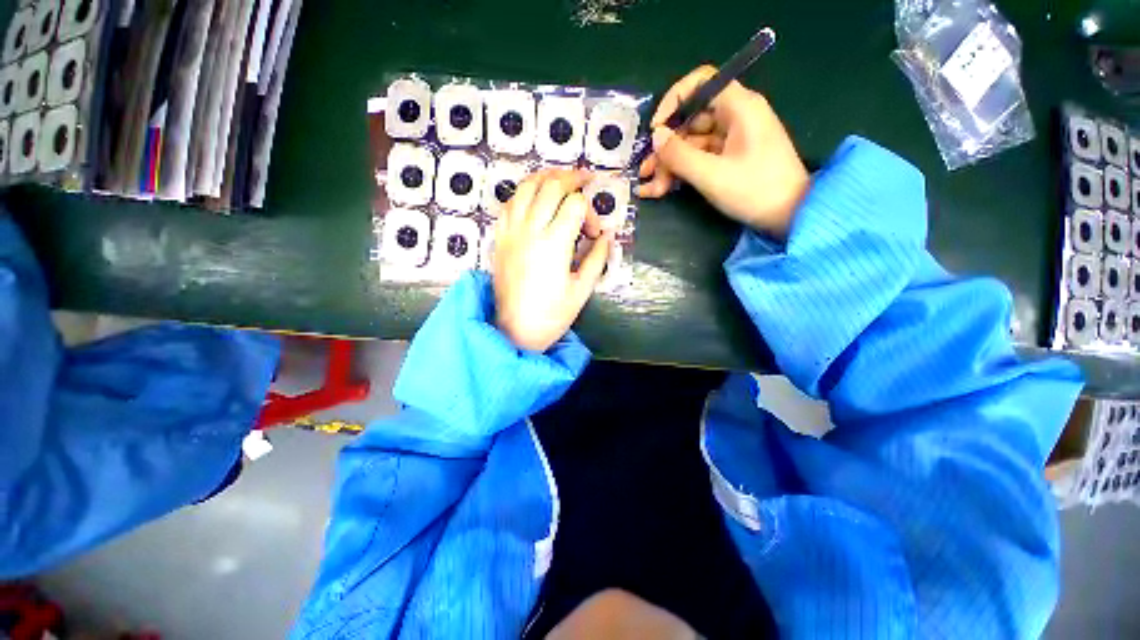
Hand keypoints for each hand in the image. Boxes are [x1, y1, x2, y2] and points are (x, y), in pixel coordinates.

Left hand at [494, 169, 611, 351]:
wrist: (514, 330)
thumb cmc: (552, 315)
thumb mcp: (582, 289)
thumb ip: (597, 258)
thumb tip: (608, 235)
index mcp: (554, 244)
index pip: (575, 204)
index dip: (591, 211)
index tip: (594, 233)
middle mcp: (531, 230)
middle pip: (551, 185)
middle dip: (572, 178)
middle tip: (585, 181)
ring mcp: (511, 232)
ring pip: (526, 187)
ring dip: (546, 177)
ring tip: (561, 180)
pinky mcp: (500, 238)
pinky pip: (508, 203)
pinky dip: (523, 192)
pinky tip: (533, 197)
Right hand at [637, 65, 810, 238]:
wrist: (790, 217)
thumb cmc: (755, 191)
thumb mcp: (712, 174)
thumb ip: (679, 154)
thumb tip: (656, 136)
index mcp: (738, 107)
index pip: (701, 83)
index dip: (673, 100)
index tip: (656, 129)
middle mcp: (734, 117)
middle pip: (690, 121)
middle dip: (665, 147)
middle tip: (645, 172)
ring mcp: (731, 140)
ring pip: (691, 144)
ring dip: (668, 165)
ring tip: (648, 189)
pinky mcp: (729, 159)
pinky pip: (699, 159)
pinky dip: (680, 173)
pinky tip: (660, 190)